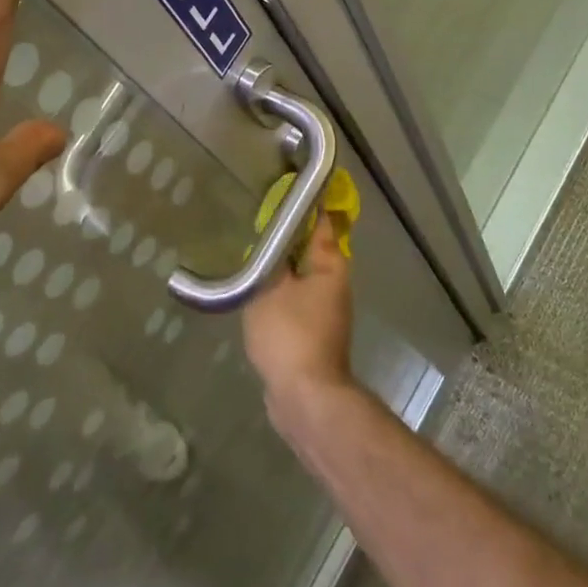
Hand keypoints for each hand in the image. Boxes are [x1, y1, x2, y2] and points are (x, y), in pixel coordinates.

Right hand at [242, 216, 356, 414]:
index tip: (289, 189)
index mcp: (331, 268)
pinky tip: (256, 294)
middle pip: (312, 252)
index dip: (308, 205)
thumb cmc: (290, 334)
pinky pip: (295, 303)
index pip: (322, 224)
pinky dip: (279, 294)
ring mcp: (327, 315)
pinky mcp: (314, 337)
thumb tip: (273, 242)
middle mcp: (335, 287)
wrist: (305, 398)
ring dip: (282, 268)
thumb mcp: (270, 288)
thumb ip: (270, 261)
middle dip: (289, 238)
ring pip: (302, 279)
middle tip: (259, 222)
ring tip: (252, 255)